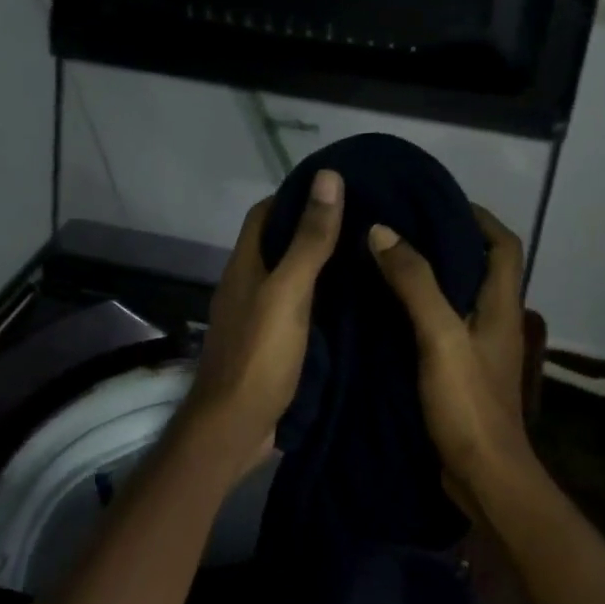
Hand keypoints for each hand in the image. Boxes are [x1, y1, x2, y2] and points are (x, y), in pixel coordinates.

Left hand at [183, 169, 344, 471]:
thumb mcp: (288, 292)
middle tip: (366, 223)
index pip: (265, 214)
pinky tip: (355, 308)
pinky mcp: (273, 350)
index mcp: (245, 268)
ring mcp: (259, 322)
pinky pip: (300, 315)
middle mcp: (248, 289)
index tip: (338, 188)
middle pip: (278, 247)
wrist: (236, 426)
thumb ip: (308, 241)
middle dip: (315, 231)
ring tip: (368, 258)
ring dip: (322, 270)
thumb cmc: (260, 356)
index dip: (296, 196)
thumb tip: (328, 177)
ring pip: (291, 283)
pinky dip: (324, 305)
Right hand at [369, 206, 532, 508]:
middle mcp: (495, 324)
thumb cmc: (468, 405)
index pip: (503, 245)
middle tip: (399, 228)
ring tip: (385, 262)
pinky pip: (441, 331)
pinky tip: (385, 315)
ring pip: (458, 301)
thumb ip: (415, 284)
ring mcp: (479, 353)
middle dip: (447, 243)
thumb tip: (382, 231)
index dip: (478, 217)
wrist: (483, 475)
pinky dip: (419, 314)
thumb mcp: (440, 337)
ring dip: (430, 279)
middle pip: (479, 269)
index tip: (437, 201)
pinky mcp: (461, 377)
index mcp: (501, 307)